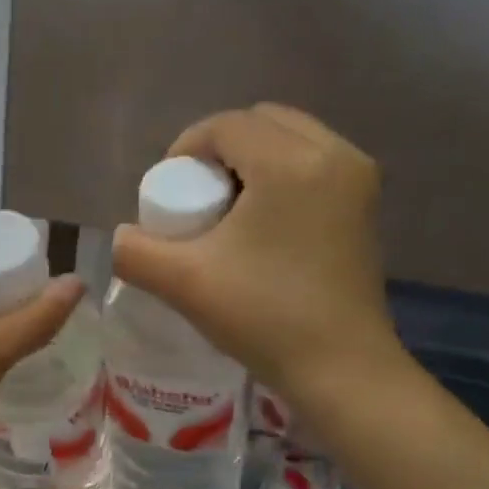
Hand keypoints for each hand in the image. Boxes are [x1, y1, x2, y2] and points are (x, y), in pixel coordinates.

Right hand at [111, 104, 401, 400]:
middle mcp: (334, 154)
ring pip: (292, 140)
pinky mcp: (366, 204)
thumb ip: (135, 252)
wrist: (338, 367)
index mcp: (290, 163)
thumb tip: (122, 237)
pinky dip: (281, 175)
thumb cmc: (263, 316)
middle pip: (263, 121)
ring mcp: (358, 178)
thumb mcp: (183, 283)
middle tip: (197, 197)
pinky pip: (314, 164)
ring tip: (228, 210)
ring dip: (252, 160)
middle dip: (220, 149)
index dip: (186, 147)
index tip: (167, 191)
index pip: (226, 125)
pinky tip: (262, 224)